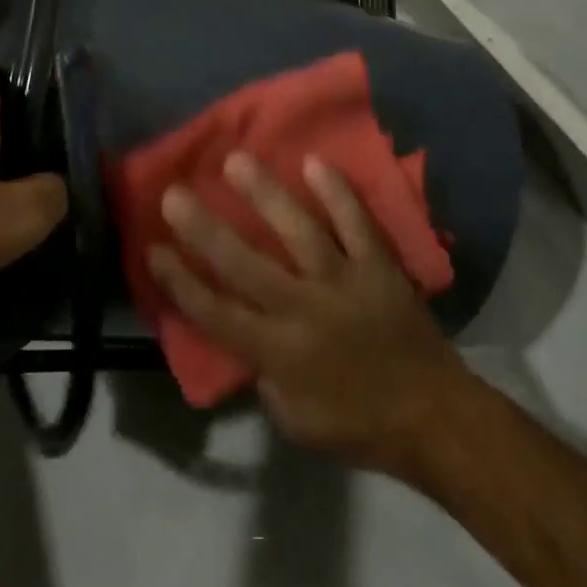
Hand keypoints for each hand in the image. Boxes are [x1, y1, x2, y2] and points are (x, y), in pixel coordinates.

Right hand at [149, 152, 473, 475]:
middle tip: (174, 193)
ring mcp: (344, 282)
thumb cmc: (356, 425)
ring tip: (236, 161)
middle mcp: (304, 309)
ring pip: (298, 231)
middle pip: (243, 263)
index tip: (152, 248)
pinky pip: (357, 224)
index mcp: (277, 352)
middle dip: (203, 228)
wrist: (433, 418)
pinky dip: (338, 193)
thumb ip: (261, 374)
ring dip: (264, 194)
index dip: (179, 281)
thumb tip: (244, 333)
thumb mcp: (292, 419)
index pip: (214, 312)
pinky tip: (315, 163)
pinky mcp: (379, 267)